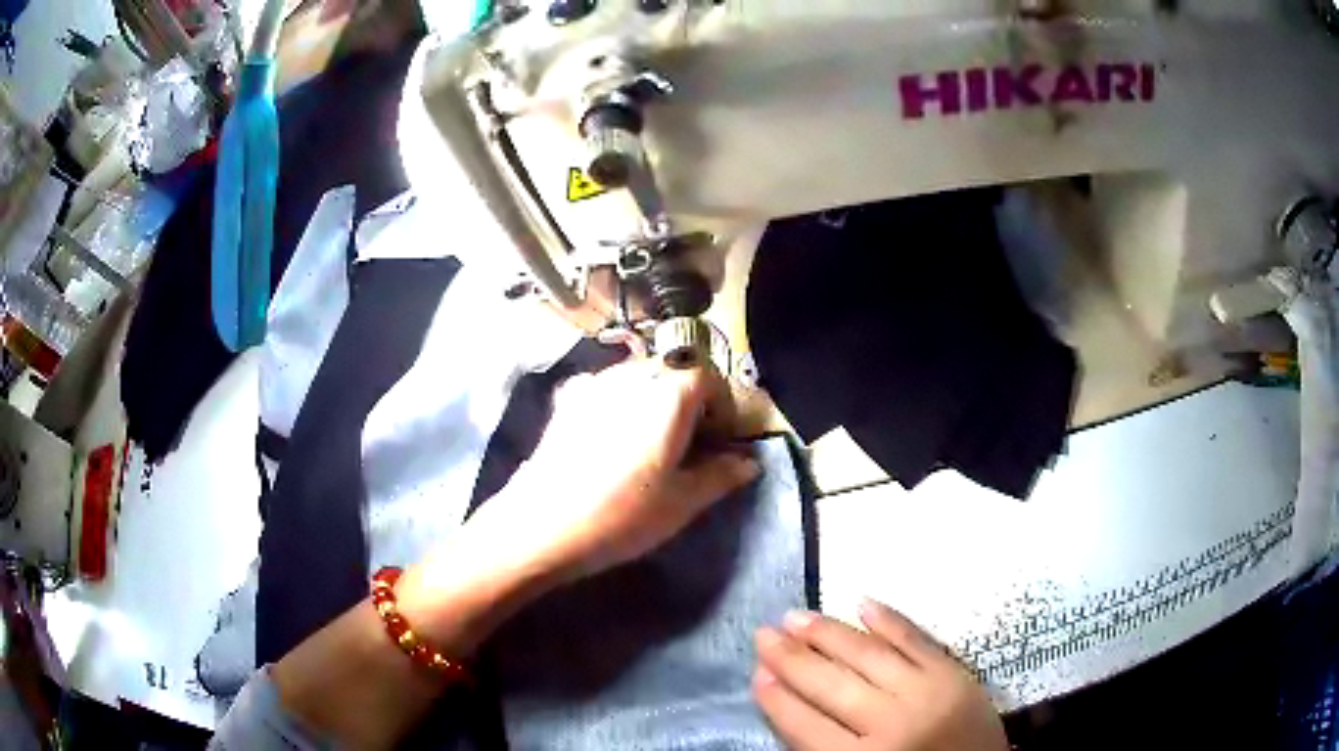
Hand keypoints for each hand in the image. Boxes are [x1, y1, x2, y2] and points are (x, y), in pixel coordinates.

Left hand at [480, 356, 758, 579]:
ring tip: (651, 439)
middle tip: (690, 440)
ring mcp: (594, 383)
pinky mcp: (565, 399)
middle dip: (689, 399)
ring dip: (653, 397)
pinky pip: (604, 388)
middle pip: (673, 372)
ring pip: (637, 377)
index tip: (721, 437)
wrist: (541, 525)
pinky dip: (619, 401)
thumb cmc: (622, 515)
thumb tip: (749, 463)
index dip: (722, 406)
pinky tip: (612, 435)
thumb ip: (721, 475)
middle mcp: (632, 375)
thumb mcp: (683, 502)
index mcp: (669, 394)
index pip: (709, 379)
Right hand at [754, 599, 1008, 750]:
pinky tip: (862, 603)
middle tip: (763, 633)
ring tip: (795, 616)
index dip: (779, 699)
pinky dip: (889, 620)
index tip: (756, 673)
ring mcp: (926, 691)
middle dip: (792, 659)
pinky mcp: (953, 671)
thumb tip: (791, 702)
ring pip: (868, 656)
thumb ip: (827, 747)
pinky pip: (916, 639)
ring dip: (829, 633)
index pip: (807, 726)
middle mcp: (891, 723)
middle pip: (831, 686)